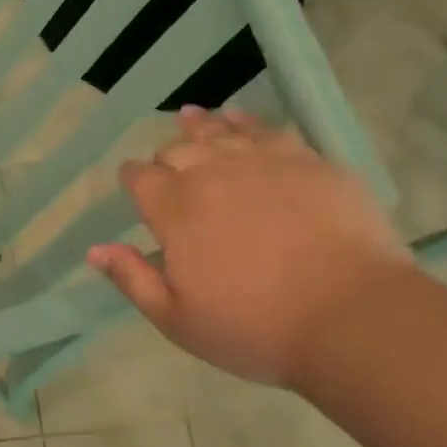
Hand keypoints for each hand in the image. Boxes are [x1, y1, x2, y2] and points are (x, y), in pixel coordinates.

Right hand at [88, 108, 412, 388]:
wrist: (352, 318)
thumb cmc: (255, 328)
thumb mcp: (178, 320)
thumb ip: (132, 279)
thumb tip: (94, 249)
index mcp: (175, 210)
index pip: (140, 177)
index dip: (132, 177)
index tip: (133, 184)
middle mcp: (212, 174)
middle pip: (177, 150)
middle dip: (166, 157)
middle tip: (168, 168)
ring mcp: (263, 162)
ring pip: (220, 131)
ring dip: (200, 127)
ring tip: (191, 119)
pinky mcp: (308, 161)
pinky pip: (267, 130)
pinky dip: (246, 122)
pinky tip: (240, 120)